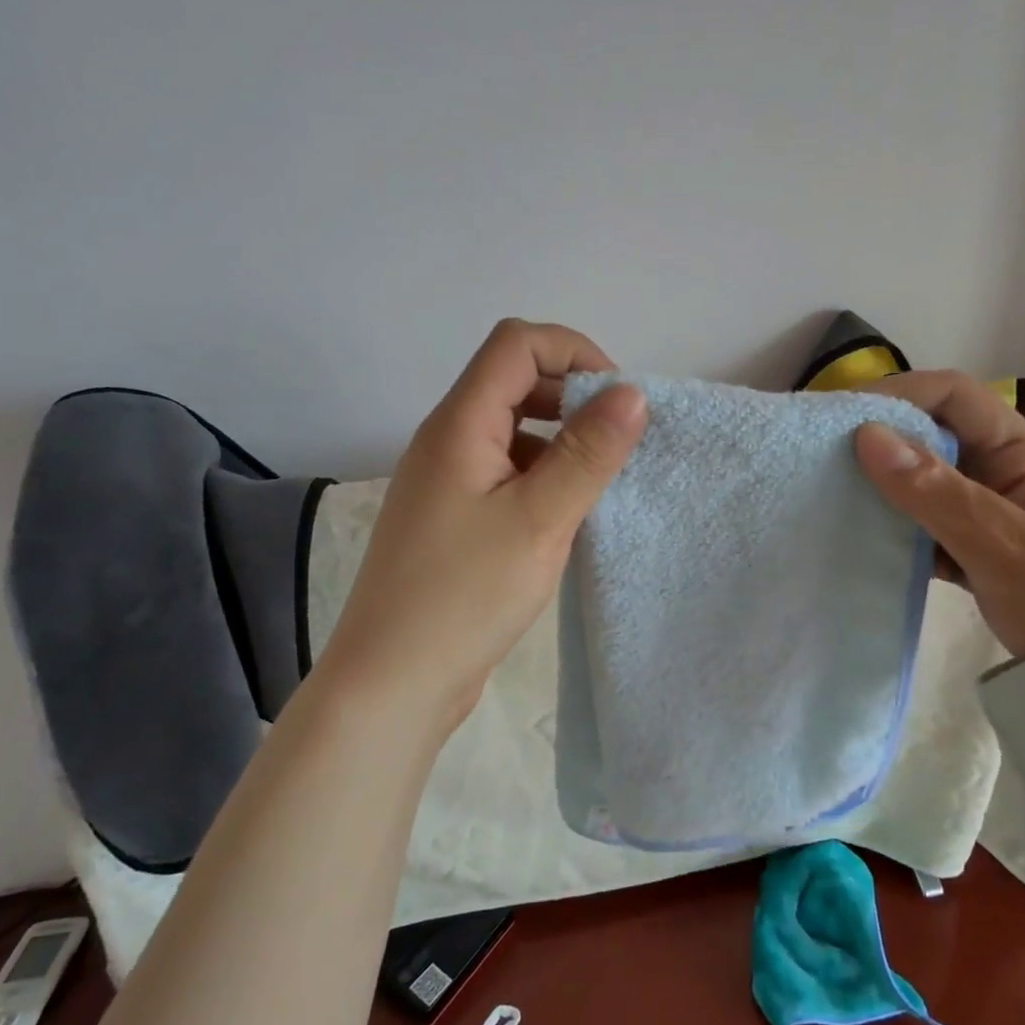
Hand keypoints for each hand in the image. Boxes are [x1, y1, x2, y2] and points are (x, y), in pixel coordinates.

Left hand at [318, 320, 646, 734]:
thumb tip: (632, 392)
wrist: (392, 681)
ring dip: (559, 438)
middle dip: (572, 394)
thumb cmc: (465, 595)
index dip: (574, 352)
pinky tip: (564, 514)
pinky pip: (504, 470)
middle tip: (615, 442)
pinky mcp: (452, 517)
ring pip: (511, 428)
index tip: (617, 401)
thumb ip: (588, 453)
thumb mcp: (540, 520)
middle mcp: (446, 440)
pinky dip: (541, 474)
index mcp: (460, 424)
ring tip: (597, 481)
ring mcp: (446, 480)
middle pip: (512, 379)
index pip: (517, 343)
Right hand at [853, 371, 1024, 658]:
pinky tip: (864, 544)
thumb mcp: (1009, 550)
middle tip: (820, 459)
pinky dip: (895, 531)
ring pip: (926, 486)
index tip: (841, 420)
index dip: (899, 395)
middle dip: (879, 440)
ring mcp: (991, 520)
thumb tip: (868, 436)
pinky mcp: (979, 558)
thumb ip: (940, 494)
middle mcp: (1006, 479)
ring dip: (881, 487)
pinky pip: (927, 530)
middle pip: (935, 438)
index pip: (957, 398)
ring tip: (829, 497)